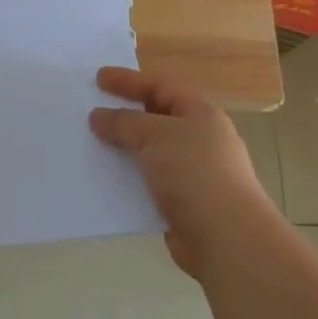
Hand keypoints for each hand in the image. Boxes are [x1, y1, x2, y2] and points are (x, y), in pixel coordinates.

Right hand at [91, 67, 276, 276]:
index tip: (98, 79)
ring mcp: (193, 174)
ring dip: (123, 149)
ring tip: (91, 145)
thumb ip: (123, 123)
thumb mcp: (155, 135)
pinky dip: (128, 179)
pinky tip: (105, 180)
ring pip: (150, 153)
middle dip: (124, 114)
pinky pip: (148, 182)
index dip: (129, 80)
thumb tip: (98, 116)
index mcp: (200, 114)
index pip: (160, 86)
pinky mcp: (183, 204)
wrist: (226, 239)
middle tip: (91, 111)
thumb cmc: (194, 173)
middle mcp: (199, 140)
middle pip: (156, 118)